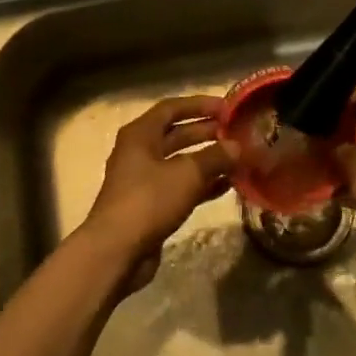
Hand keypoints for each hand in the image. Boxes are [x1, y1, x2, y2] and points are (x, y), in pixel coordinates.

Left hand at [82, 95, 232, 290]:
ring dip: (208, 160)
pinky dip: (202, 184)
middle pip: (176, 134)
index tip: (227, 107)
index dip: (200, 105)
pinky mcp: (151, 206)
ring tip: (238, 159)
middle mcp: (139, 152)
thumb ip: (215, 157)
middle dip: (206, 132)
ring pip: (180, 163)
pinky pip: (181, 187)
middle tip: (237, 132)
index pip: (172, 108)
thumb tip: (237, 147)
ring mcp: (144, 181)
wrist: (117, 250)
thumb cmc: (149, 200)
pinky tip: (228, 186)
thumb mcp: (187, 173)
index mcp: (140, 134)